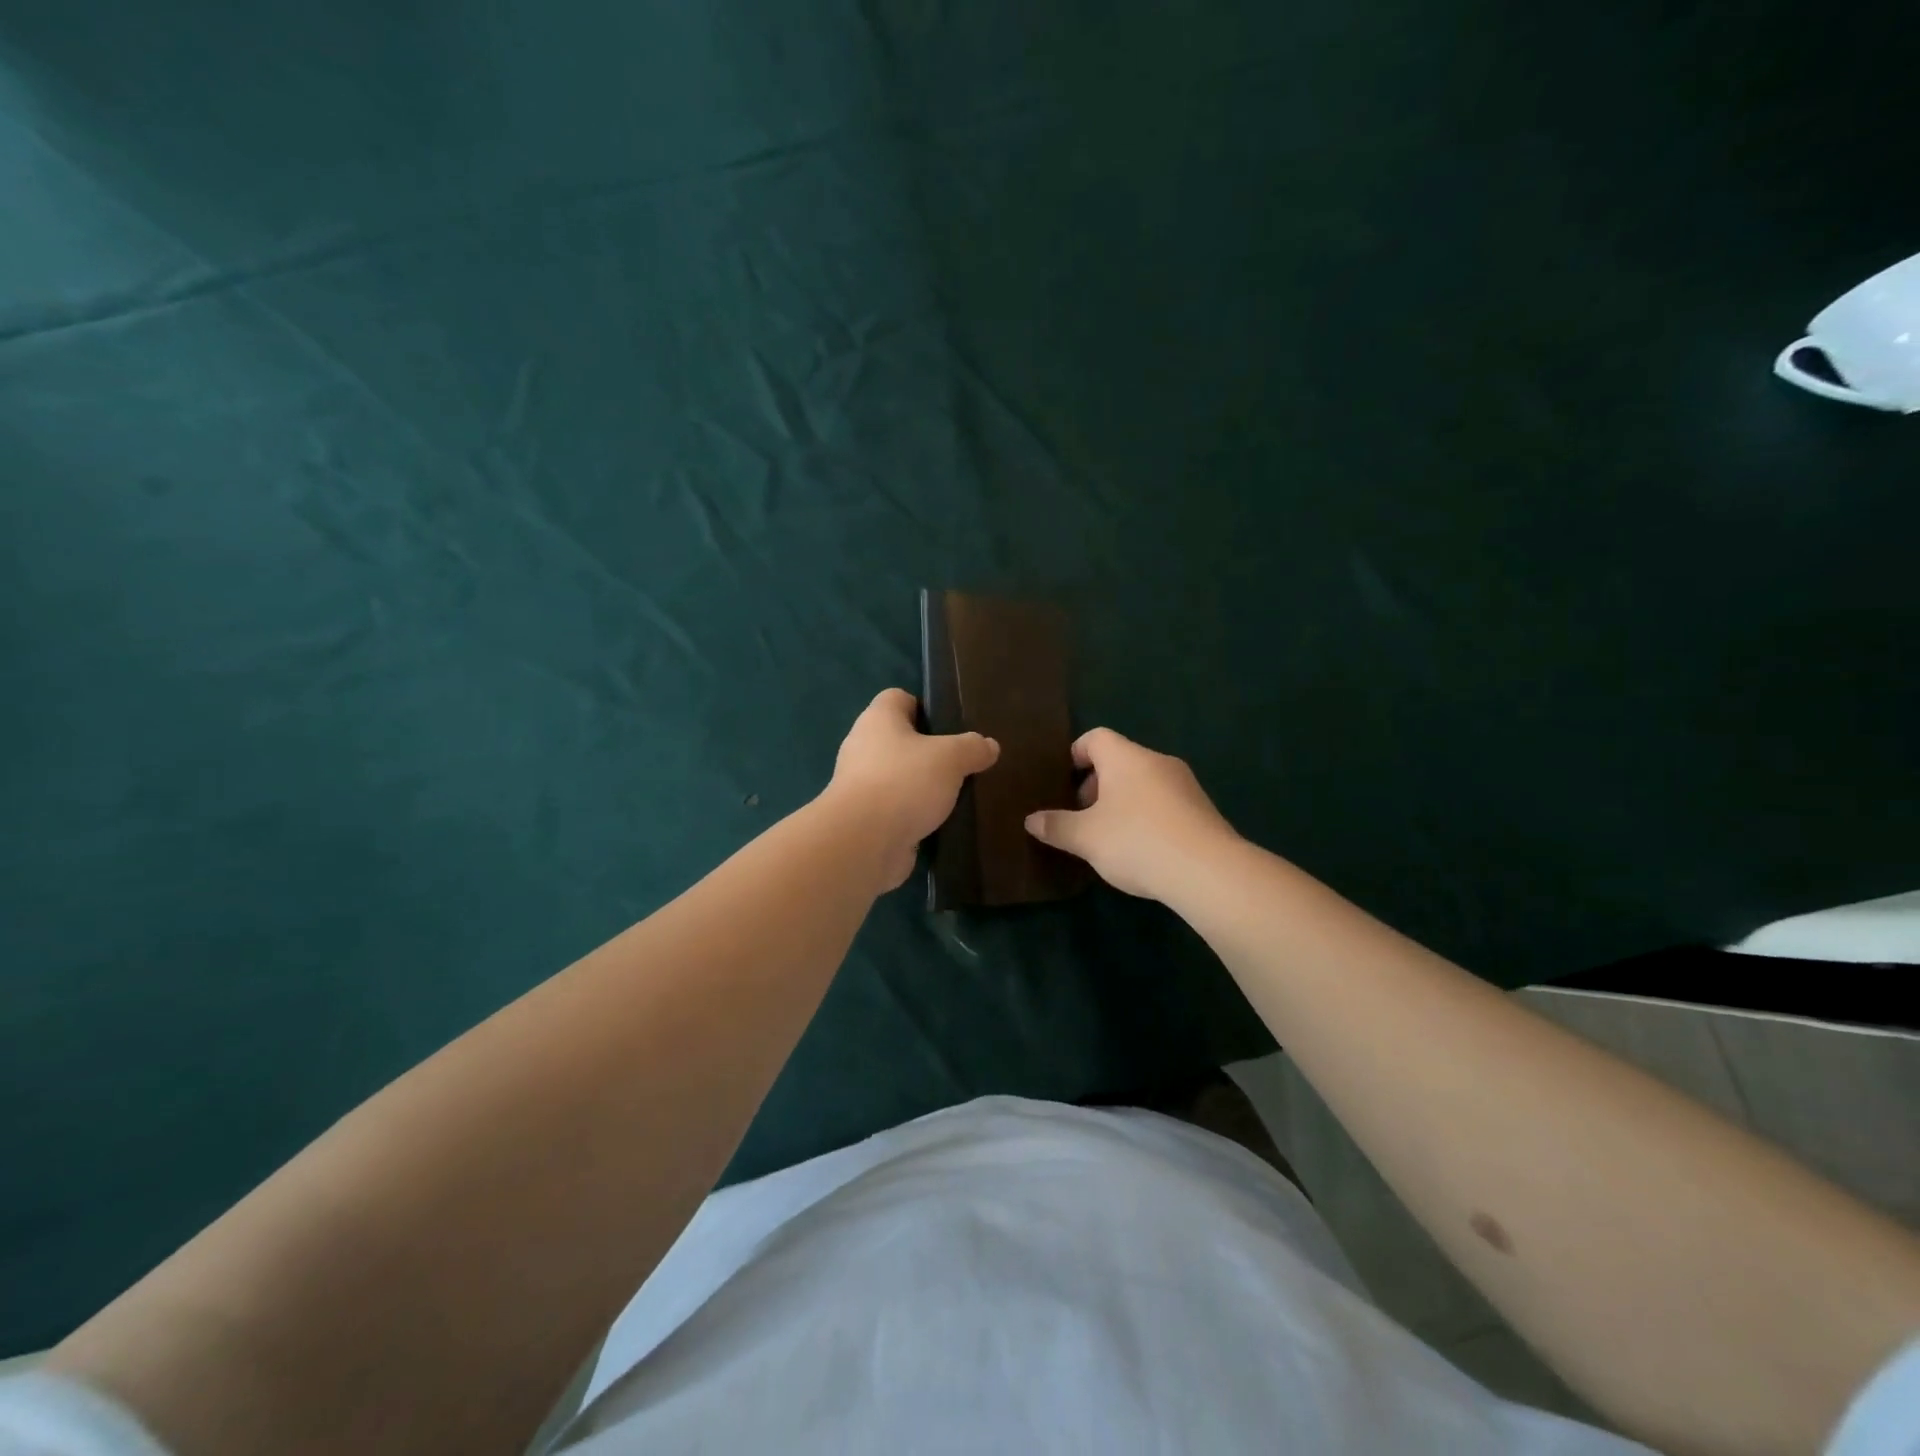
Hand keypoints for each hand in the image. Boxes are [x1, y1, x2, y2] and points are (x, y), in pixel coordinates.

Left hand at [826, 688, 999, 889]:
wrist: (863, 843)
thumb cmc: (904, 783)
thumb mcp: (950, 757)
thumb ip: (972, 748)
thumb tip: (989, 746)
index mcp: (878, 719)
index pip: (899, 698)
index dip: (926, 707)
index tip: (953, 726)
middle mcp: (863, 747)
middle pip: (900, 739)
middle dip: (930, 751)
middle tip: (963, 763)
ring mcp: (861, 785)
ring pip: (899, 776)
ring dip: (923, 786)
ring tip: (957, 795)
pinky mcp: (865, 818)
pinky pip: (896, 808)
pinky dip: (915, 814)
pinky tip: (940, 823)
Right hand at [1024, 727, 1238, 900]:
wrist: (1208, 871)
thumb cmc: (1136, 841)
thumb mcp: (1085, 837)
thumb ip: (1056, 826)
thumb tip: (1031, 820)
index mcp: (1126, 758)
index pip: (1096, 737)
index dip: (1076, 753)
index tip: (1063, 778)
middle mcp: (1157, 762)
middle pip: (1120, 761)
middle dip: (1097, 784)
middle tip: (1082, 816)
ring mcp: (1185, 785)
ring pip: (1144, 783)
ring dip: (1123, 803)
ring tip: (1109, 837)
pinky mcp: (1203, 810)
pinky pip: (1165, 804)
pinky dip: (1147, 817)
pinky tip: (1141, 850)